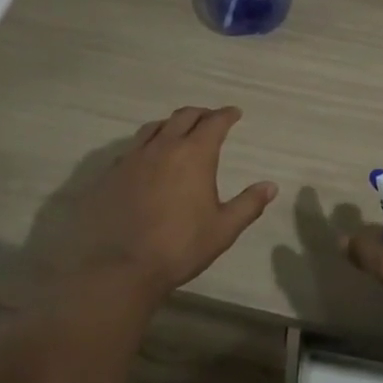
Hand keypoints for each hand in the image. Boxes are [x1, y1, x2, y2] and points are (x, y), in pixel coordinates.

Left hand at [19, 106, 276, 316]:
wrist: (120, 268)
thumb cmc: (179, 247)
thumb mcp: (223, 229)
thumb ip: (248, 204)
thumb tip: (271, 186)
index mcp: (194, 154)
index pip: (214, 122)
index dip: (226, 115)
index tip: (234, 113)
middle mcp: (164, 147)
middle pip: (184, 117)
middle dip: (200, 114)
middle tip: (209, 119)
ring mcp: (133, 158)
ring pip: (154, 127)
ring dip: (170, 124)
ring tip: (176, 132)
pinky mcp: (111, 174)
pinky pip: (131, 149)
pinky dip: (145, 145)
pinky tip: (146, 159)